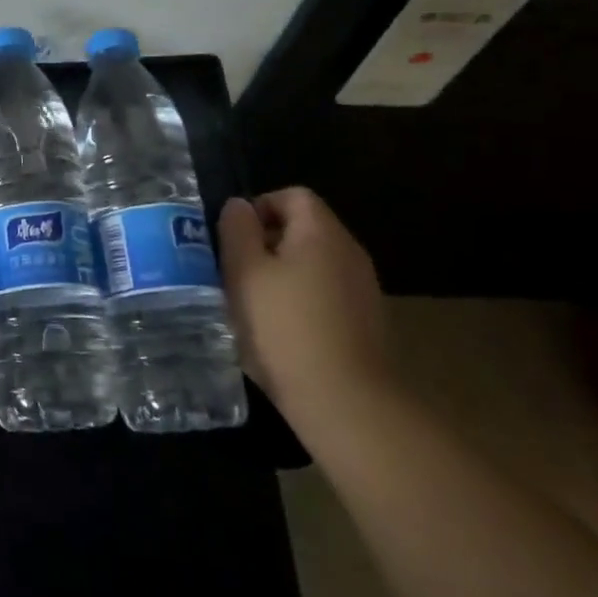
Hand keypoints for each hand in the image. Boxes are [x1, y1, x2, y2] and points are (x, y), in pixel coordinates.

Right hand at [218, 188, 391, 420]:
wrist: (345, 401)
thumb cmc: (284, 326)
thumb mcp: (244, 272)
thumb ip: (237, 230)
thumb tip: (238, 205)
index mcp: (321, 233)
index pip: (292, 195)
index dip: (258, 206)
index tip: (232, 237)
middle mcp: (349, 252)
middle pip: (304, 228)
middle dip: (265, 242)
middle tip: (233, 269)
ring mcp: (363, 289)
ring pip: (313, 263)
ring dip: (281, 273)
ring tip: (251, 302)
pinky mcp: (365, 322)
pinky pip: (325, 293)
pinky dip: (300, 300)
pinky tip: (279, 330)